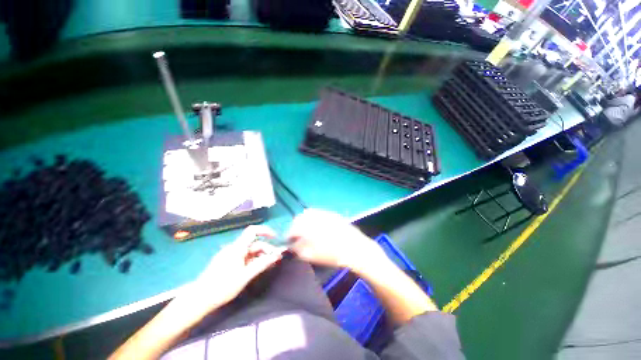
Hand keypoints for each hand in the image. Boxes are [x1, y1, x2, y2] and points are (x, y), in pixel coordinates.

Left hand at [176, 225, 285, 313]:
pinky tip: (257, 268)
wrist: (198, 300)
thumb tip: (276, 255)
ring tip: (268, 265)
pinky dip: (253, 260)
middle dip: (266, 249)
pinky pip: (244, 257)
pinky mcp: (227, 262)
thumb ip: (261, 264)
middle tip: (275, 259)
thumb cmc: (222, 287)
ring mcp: (230, 255)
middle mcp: (234, 248)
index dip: (265, 231)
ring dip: (260, 256)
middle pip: (254, 243)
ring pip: (249, 251)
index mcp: (237, 248)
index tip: (275, 237)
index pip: (252, 231)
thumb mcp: (245, 276)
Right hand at [286, 209, 383, 270]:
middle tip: (298, 235)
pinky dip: (314, 218)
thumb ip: (299, 249)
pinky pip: (319, 213)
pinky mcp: (332, 214)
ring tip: (307, 231)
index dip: (289, 235)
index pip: (293, 228)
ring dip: (305, 220)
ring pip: (309, 213)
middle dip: (296, 226)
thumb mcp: (313, 256)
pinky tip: (317, 226)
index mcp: (308, 226)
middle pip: (300, 218)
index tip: (289, 241)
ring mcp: (324, 213)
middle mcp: (315, 216)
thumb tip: (292, 245)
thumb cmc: (333, 255)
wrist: (355, 248)